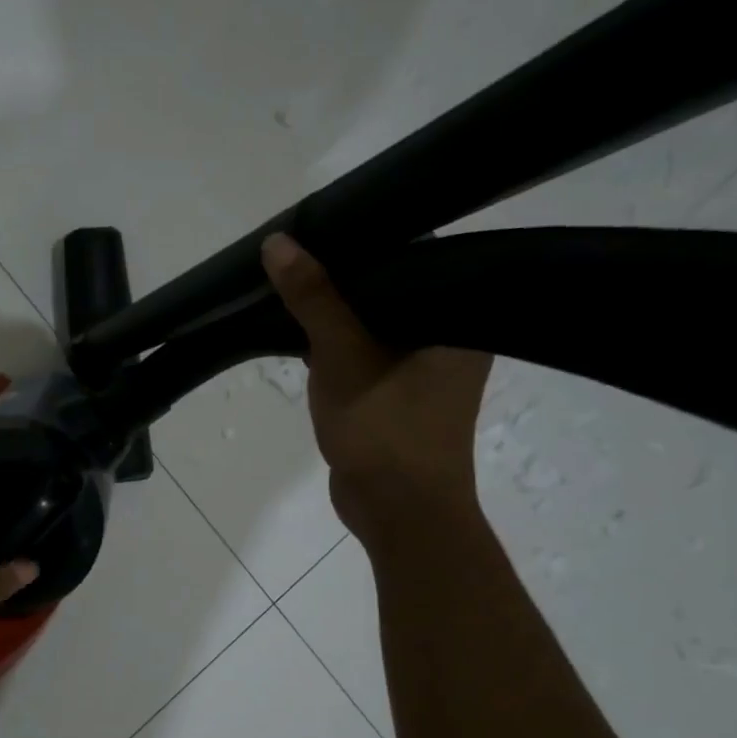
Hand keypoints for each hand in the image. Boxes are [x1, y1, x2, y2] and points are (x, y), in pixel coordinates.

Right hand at [262, 233, 491, 540]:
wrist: (396, 513)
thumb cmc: (385, 430)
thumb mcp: (344, 355)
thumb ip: (314, 298)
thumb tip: (278, 243)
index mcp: (458, 318)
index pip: (419, 256)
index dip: (372, 237)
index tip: (326, 224)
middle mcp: (449, 337)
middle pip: (392, 288)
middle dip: (344, 275)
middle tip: (300, 250)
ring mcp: (423, 368)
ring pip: (373, 322)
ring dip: (336, 311)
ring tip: (294, 280)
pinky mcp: (397, 392)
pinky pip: (364, 352)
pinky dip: (336, 343)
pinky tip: (302, 329)